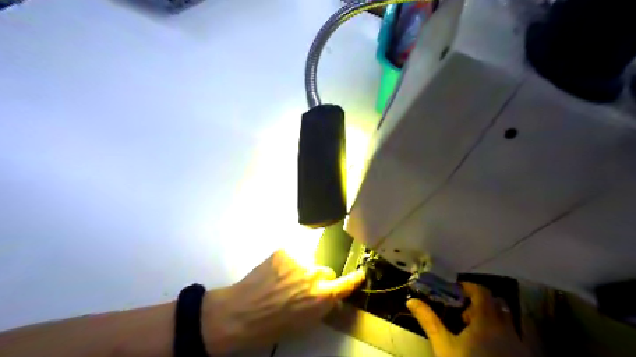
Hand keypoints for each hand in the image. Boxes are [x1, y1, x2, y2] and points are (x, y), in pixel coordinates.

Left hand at [201, 249, 365, 355]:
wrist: (241, 313)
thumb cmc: (273, 326)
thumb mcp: (305, 323)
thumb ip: (322, 306)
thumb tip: (330, 297)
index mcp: (321, 297)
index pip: (346, 283)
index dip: (355, 279)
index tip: (360, 274)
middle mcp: (314, 274)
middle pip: (326, 271)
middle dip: (319, 279)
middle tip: (302, 288)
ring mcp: (299, 260)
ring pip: (309, 262)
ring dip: (302, 269)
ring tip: (284, 280)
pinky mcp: (284, 251)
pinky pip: (293, 255)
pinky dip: (288, 263)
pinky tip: (275, 273)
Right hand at [408, 281, 532, 356]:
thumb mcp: (444, 345)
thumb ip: (429, 320)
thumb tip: (411, 301)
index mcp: (487, 321)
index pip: (482, 292)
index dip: (468, 287)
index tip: (455, 291)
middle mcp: (507, 328)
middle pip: (496, 304)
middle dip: (479, 304)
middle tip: (462, 313)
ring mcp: (518, 344)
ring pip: (506, 321)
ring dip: (489, 318)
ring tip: (472, 331)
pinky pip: (512, 336)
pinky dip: (498, 333)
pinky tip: (485, 347)